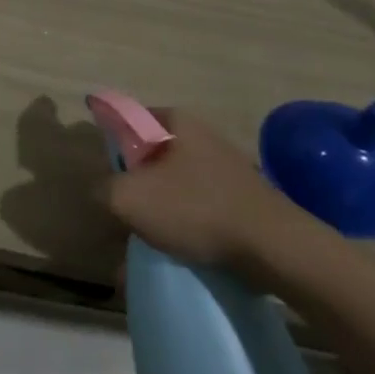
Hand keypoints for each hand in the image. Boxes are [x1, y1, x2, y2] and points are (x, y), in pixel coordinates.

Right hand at [104, 107, 306, 269]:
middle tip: (124, 218)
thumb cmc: (195, 208)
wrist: (274, 247)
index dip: (111, 151)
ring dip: (159, 213)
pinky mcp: (242, 197)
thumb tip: (100, 191)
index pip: (127, 122)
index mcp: (174, 120)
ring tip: (150, 245)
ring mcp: (225, 166)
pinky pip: (200, 208)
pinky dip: (186, 227)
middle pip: (151, 157)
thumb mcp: (129, 198)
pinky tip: (179, 253)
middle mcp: (201, 134)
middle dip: (135, 188)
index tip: (107, 183)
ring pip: (175, 187)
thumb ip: (102, 189)